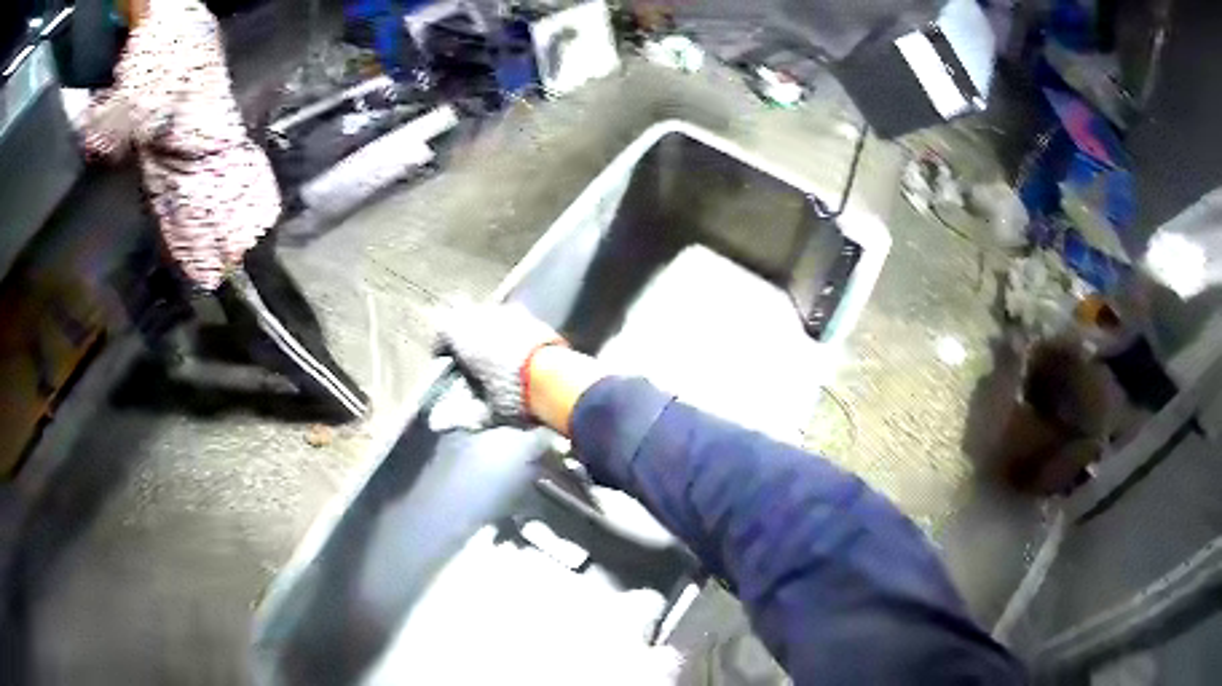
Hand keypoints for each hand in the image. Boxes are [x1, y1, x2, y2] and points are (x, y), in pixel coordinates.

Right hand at [436, 305, 566, 422]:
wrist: (558, 380)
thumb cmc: (513, 395)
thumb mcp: (485, 412)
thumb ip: (462, 414)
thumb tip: (440, 423)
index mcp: (461, 335)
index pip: (441, 332)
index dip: (442, 347)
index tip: (446, 361)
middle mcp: (482, 316)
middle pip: (463, 316)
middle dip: (464, 333)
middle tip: (470, 356)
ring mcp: (509, 312)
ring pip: (488, 315)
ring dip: (487, 331)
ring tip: (495, 355)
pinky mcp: (533, 316)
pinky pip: (512, 320)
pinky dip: (510, 332)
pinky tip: (518, 352)